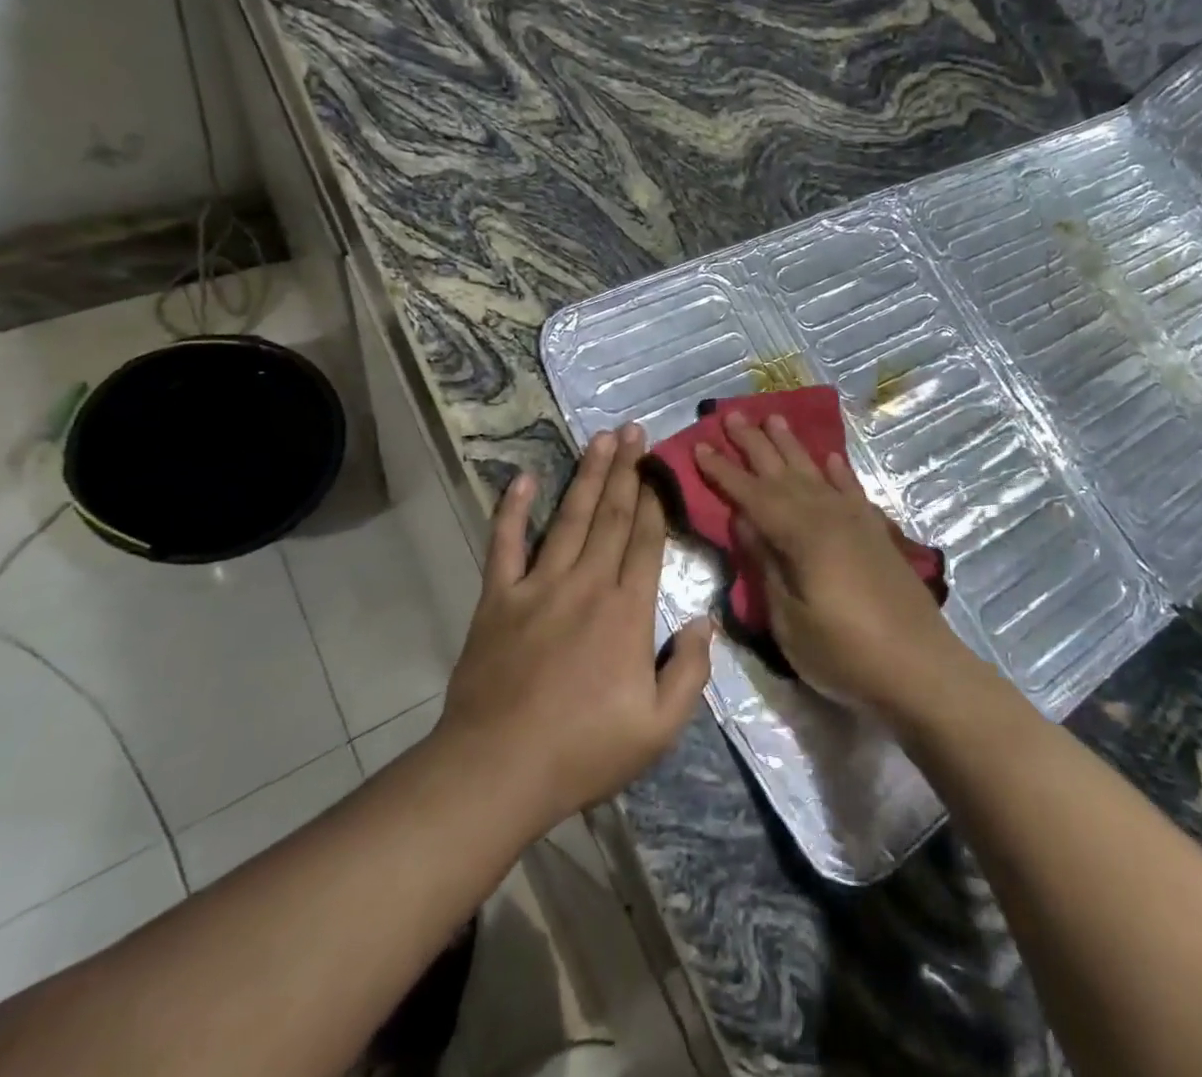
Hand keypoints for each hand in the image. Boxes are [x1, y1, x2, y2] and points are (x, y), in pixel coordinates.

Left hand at [438, 425, 713, 834]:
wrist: (497, 770)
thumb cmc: (583, 751)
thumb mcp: (659, 728)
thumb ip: (690, 671)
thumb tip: (705, 621)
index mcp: (627, 612)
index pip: (645, 542)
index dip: (654, 501)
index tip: (659, 467)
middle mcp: (586, 585)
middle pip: (612, 516)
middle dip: (626, 471)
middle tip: (634, 430)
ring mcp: (538, 586)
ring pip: (569, 518)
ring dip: (587, 476)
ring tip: (601, 439)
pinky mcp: (498, 598)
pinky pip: (505, 544)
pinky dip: (513, 510)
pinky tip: (523, 479)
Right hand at [693, 412, 976, 718]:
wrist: (921, 668)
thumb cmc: (845, 653)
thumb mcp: (789, 619)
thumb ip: (766, 563)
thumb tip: (743, 518)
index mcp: (801, 535)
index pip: (752, 495)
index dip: (724, 472)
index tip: (700, 446)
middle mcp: (828, 516)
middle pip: (783, 472)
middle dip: (754, 444)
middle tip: (731, 415)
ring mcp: (856, 522)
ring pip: (816, 472)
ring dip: (792, 446)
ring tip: (774, 418)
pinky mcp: (876, 533)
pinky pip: (851, 490)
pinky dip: (838, 472)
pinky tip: (829, 458)